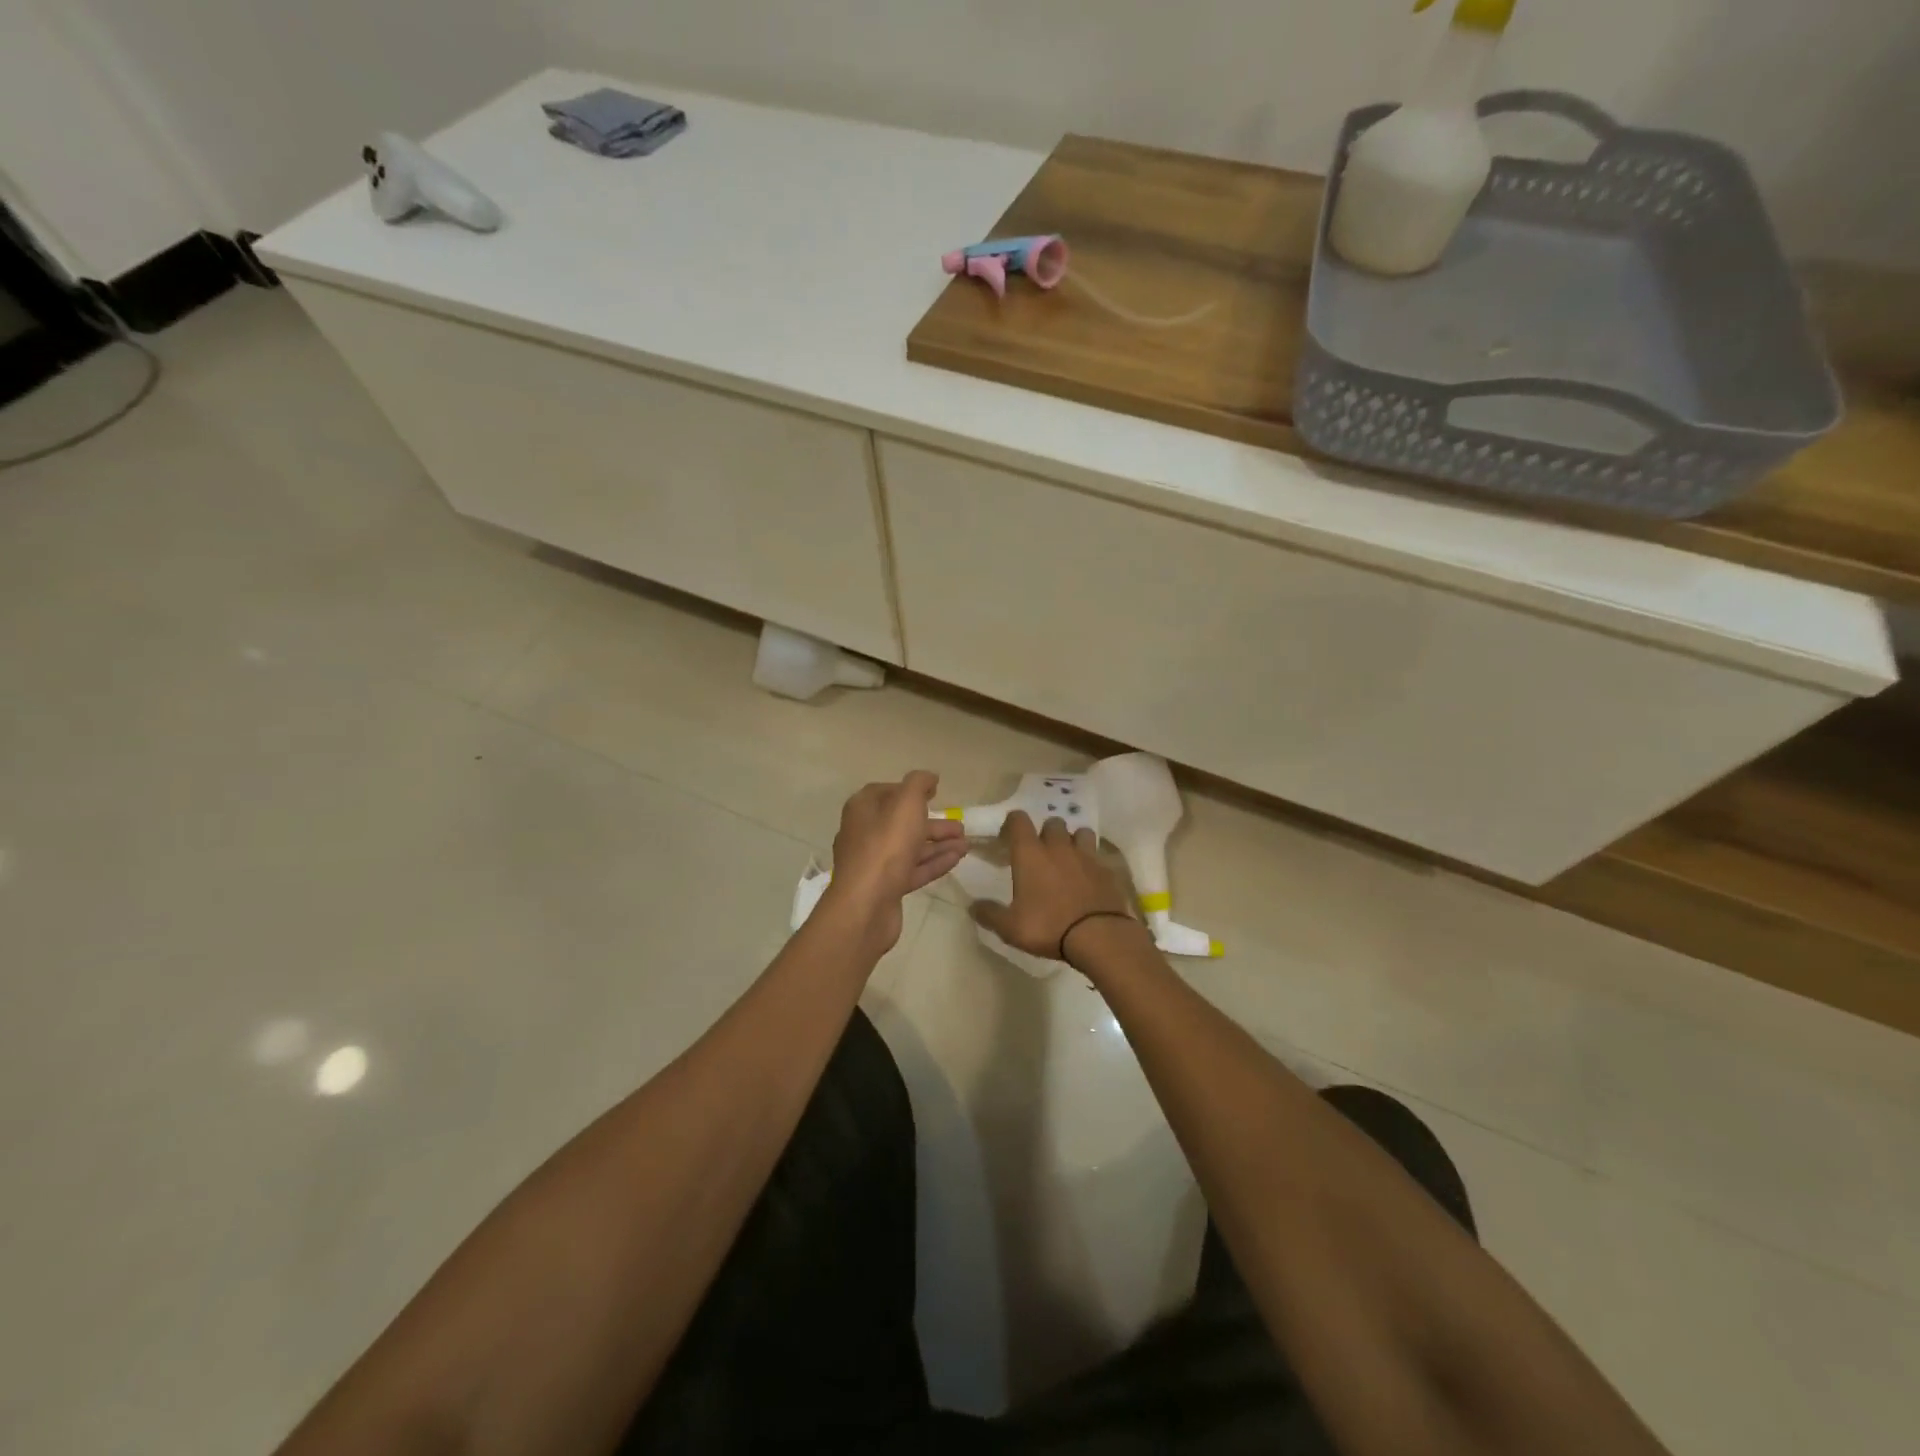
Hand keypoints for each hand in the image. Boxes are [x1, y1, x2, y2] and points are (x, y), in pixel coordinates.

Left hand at [821, 771, 968, 956]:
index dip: (911, 791)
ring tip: (966, 844)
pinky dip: (934, 862)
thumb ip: (919, 784)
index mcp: (863, 809)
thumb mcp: (906, 803)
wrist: (866, 905)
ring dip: (939, 843)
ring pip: (910, 847)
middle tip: (961, 826)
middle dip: (933, 823)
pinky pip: (913, 869)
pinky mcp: (885, 887)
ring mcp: (874, 863)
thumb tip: (929, 777)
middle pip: (902, 822)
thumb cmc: (886, 846)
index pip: (886, 792)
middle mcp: (864, 833)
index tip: (936, 793)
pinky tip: (957, 859)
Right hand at [970, 812, 1138, 960]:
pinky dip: (1092, 862)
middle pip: (1052, 822)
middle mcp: (1058, 847)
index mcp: (1030, 854)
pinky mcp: (1108, 869)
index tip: (1008, 839)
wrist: (1099, 936)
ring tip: (1069, 859)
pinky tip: (1090, 878)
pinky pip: (1099, 856)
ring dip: (1073, 841)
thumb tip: (973, 907)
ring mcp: (1086, 856)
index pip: (1019, 820)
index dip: (1012, 824)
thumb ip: (990, 914)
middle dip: (1045, 833)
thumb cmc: (1048, 927)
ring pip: (1080, 833)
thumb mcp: (1010, 928)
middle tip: (1040, 853)